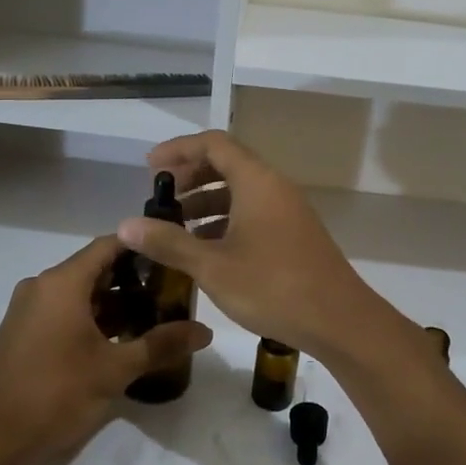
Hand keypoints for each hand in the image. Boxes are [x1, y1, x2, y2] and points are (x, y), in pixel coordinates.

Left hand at [0, 235, 211, 464]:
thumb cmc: (53, 397)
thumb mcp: (114, 371)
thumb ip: (161, 345)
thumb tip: (206, 331)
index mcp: (61, 283)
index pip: (110, 245)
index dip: (145, 246)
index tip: (178, 255)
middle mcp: (42, 288)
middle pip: (97, 269)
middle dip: (137, 280)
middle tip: (177, 294)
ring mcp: (30, 312)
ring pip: (83, 295)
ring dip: (118, 305)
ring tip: (159, 320)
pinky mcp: (25, 336)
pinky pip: (66, 315)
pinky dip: (96, 321)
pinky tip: (125, 343)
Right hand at [116, 130, 391, 360]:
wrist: (339, 320)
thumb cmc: (273, 287)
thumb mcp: (212, 266)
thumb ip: (169, 242)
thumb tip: (126, 224)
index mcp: (256, 182)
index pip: (213, 144)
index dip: (179, 150)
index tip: (150, 169)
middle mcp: (274, 187)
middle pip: (227, 164)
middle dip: (190, 177)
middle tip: (161, 200)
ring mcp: (288, 211)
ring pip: (240, 192)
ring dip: (206, 202)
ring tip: (175, 227)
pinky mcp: (294, 235)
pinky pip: (253, 212)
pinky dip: (225, 220)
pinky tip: (206, 249)